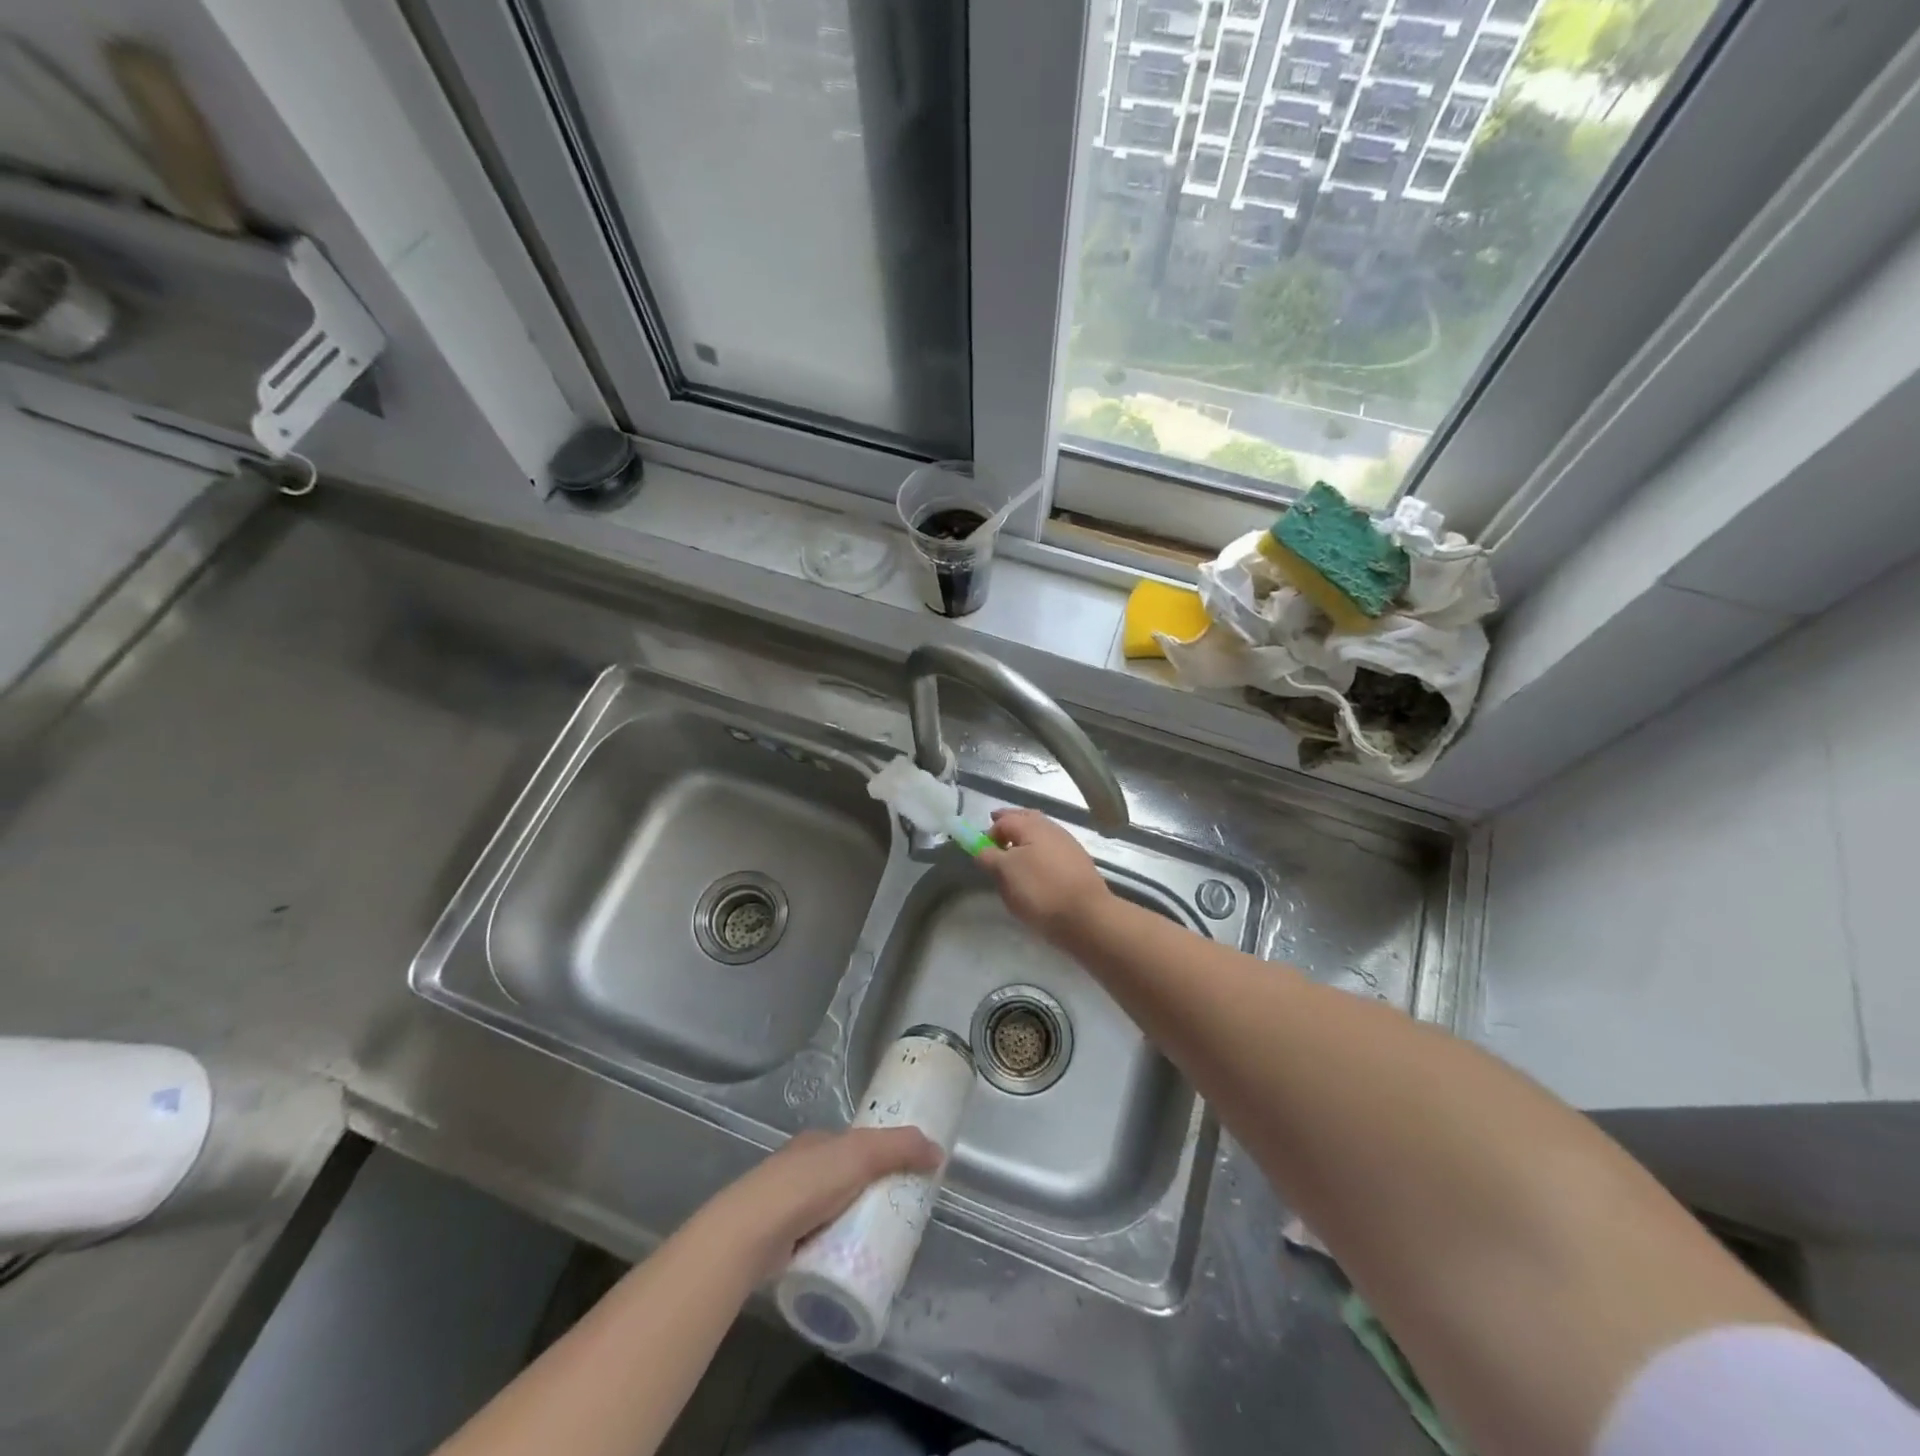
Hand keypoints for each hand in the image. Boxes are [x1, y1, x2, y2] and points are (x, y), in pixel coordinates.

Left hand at [700, 1127, 943, 1281]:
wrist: (750, 1233)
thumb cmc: (806, 1184)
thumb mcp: (860, 1154)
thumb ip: (899, 1148)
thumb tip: (939, 1152)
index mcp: (818, 1142)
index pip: (857, 1145)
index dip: (882, 1157)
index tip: (906, 1179)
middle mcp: (801, 1168)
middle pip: (846, 1179)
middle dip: (870, 1195)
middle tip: (899, 1219)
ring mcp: (787, 1206)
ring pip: (832, 1212)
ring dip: (853, 1224)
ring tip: (879, 1246)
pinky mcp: (781, 1242)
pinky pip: (818, 1242)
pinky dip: (835, 1248)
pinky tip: (849, 1264)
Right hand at [978, 808, 1112, 943]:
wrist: (1087, 917)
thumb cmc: (1040, 890)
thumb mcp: (1005, 873)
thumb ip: (989, 856)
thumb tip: (982, 848)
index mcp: (1032, 826)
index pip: (1004, 820)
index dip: (989, 832)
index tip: (981, 850)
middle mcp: (1052, 829)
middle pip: (1026, 820)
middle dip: (1010, 826)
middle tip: (997, 841)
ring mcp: (1069, 846)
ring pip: (1041, 836)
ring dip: (1026, 841)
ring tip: (1015, 858)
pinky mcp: (1079, 865)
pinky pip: (1052, 852)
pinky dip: (1040, 855)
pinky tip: (1036, 871)